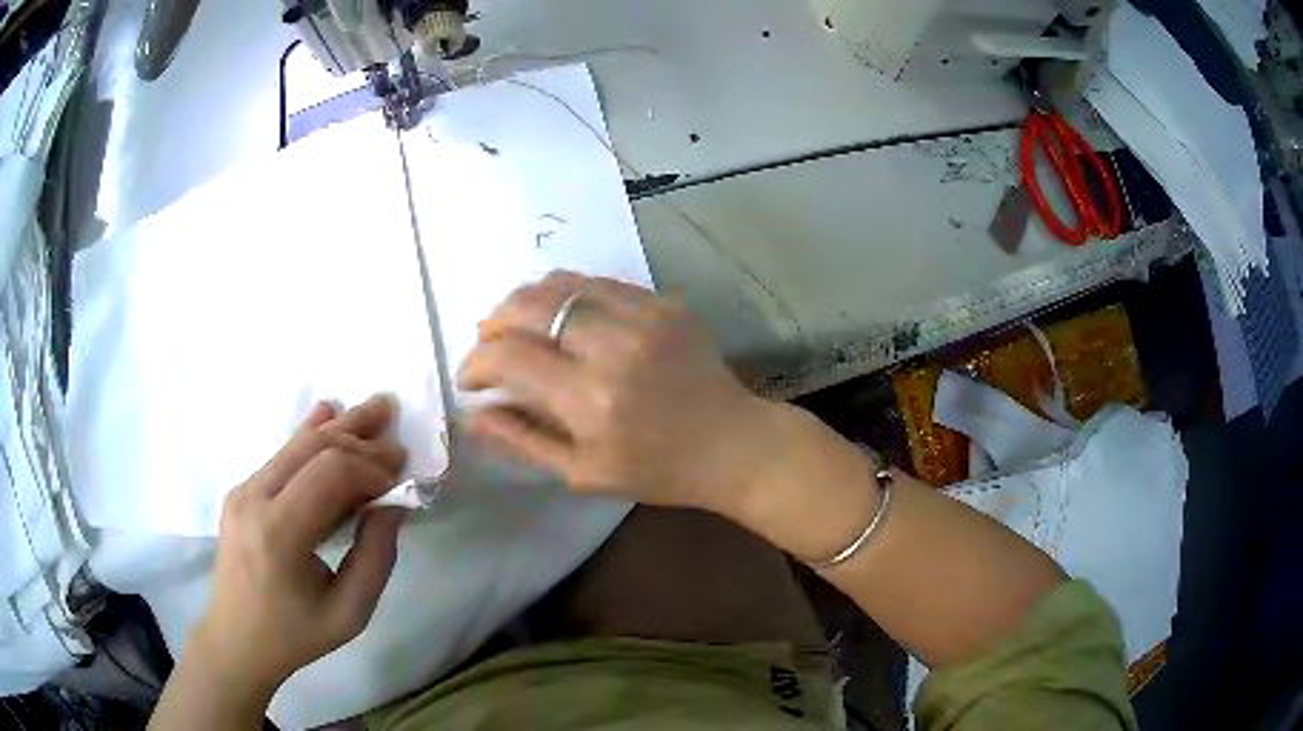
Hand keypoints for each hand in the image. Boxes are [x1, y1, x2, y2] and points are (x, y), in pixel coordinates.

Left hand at [190, 395, 407, 699]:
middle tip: (397, 436)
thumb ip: (376, 557)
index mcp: (279, 533)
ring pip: (296, 444)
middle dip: (360, 436)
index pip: (330, 474)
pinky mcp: (242, 491)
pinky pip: (281, 456)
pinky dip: (310, 436)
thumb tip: (394, 504)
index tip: (401, 481)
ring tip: (376, 410)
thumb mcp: (350, 614)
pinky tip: (328, 413)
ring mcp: (243, 490)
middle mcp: (255, 498)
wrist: (236, 639)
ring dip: (339, 428)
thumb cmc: (296, 635)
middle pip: (313, 448)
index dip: (371, 468)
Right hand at [459, 271, 784, 512]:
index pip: (510, 357)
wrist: (732, 444)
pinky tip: (561, 311)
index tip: (470, 378)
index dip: (477, 361)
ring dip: (527, 299)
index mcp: (591, 401)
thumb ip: (522, 440)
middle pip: (532, 307)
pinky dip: (568, 292)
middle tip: (489, 341)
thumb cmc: (656, 470)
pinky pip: (601, 283)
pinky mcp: (665, 304)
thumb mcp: (582, 472)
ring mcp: (645, 318)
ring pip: (564, 284)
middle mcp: (614, 348)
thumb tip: (471, 413)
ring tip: (516, 320)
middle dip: (495, 320)